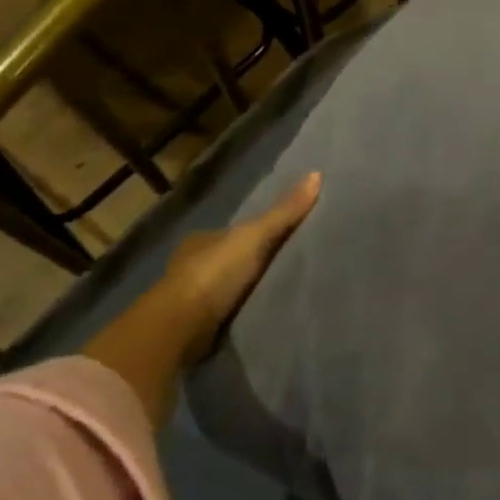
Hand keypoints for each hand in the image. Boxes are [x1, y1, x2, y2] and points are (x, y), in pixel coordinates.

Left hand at [159, 171, 321, 358]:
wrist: (182, 326)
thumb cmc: (215, 273)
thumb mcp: (255, 236)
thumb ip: (284, 212)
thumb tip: (317, 174)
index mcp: (202, 239)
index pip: (237, 232)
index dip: (260, 233)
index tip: (287, 240)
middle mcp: (194, 263)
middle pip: (234, 258)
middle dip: (256, 262)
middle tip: (292, 266)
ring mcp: (194, 295)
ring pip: (230, 285)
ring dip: (251, 288)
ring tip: (284, 291)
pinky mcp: (198, 323)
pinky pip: (228, 310)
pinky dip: (244, 309)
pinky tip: (264, 312)